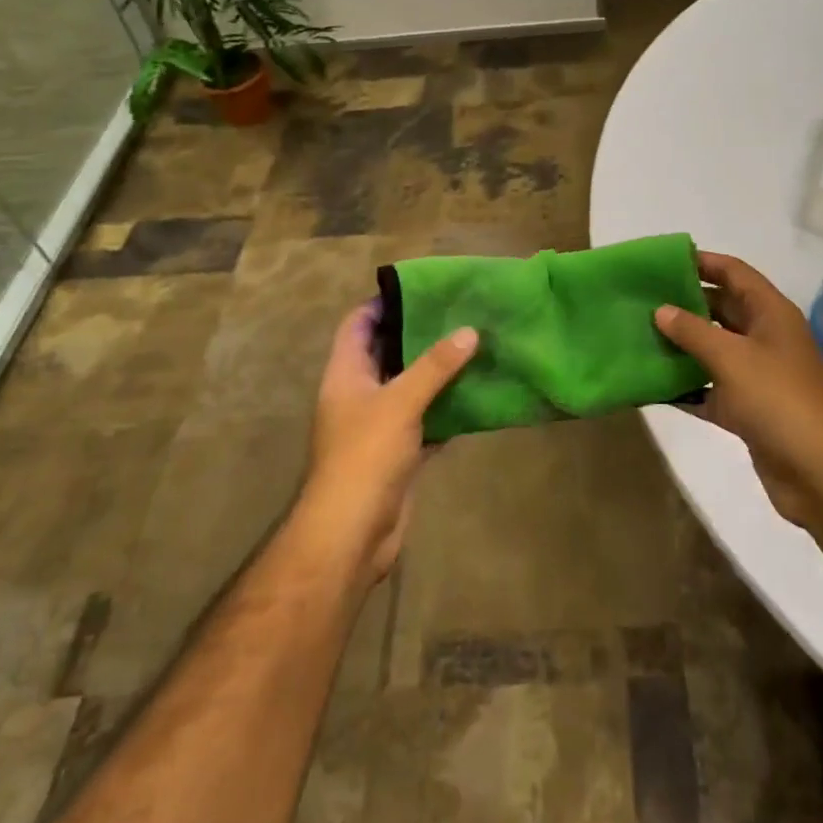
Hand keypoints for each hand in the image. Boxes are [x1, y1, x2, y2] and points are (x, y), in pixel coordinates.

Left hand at [301, 300, 477, 583]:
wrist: (352, 534)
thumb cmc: (365, 456)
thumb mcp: (400, 401)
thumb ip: (435, 366)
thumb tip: (469, 330)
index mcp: (345, 375)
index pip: (357, 325)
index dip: (381, 304)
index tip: (420, 289)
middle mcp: (359, 395)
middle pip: (387, 354)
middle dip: (418, 335)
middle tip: (458, 314)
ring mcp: (378, 426)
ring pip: (410, 388)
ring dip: (437, 373)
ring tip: (474, 346)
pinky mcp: (399, 454)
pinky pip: (426, 421)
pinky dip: (447, 409)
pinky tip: (477, 396)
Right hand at [655, 252, 822, 526]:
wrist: (821, 473)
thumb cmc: (779, 399)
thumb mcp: (731, 358)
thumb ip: (693, 331)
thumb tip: (661, 310)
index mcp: (771, 314)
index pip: (735, 273)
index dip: (703, 262)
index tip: (663, 261)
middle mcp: (766, 338)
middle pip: (722, 310)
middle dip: (685, 304)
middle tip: (642, 301)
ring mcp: (758, 376)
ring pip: (713, 351)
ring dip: (681, 346)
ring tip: (639, 337)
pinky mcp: (748, 411)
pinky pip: (710, 390)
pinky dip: (686, 388)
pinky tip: (651, 386)